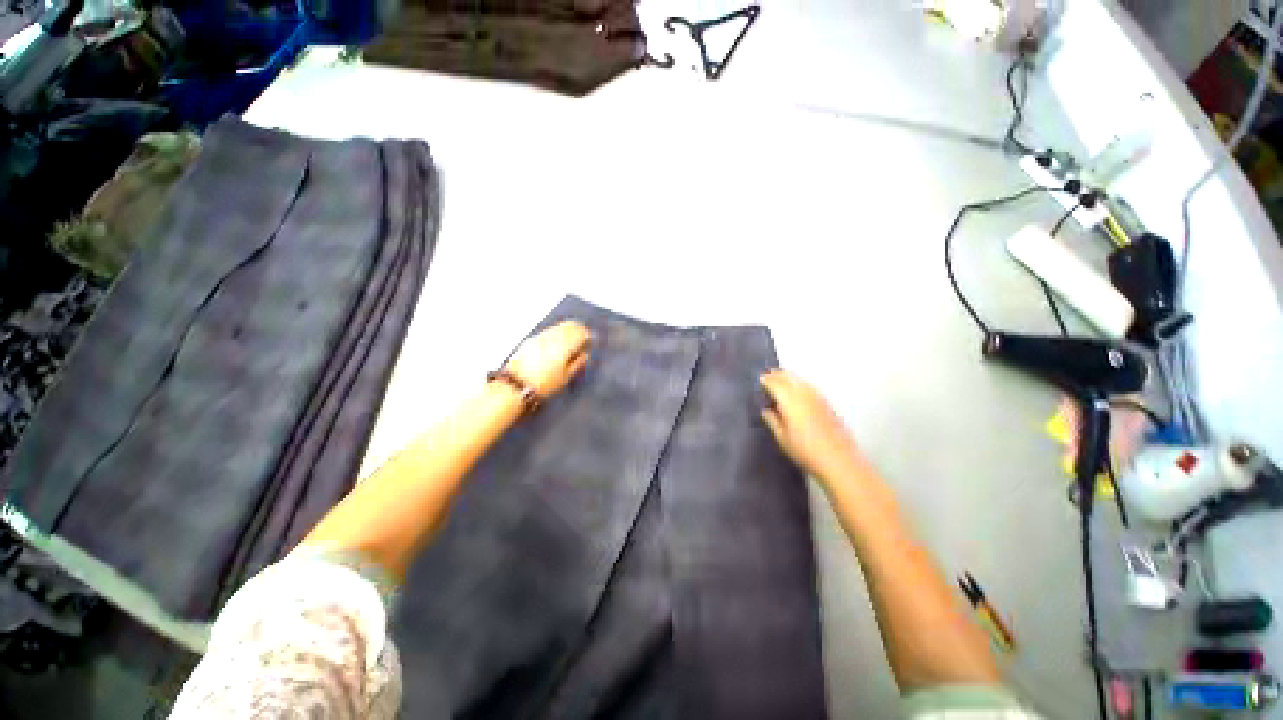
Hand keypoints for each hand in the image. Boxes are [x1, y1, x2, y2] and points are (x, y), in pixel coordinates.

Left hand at [505, 320, 591, 397]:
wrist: (516, 385)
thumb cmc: (544, 384)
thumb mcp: (566, 377)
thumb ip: (578, 363)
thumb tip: (584, 354)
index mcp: (565, 345)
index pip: (581, 332)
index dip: (588, 337)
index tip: (589, 343)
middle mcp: (553, 336)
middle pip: (570, 325)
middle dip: (578, 330)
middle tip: (582, 340)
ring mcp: (541, 336)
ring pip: (559, 326)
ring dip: (567, 331)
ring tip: (569, 344)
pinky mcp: (531, 339)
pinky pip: (549, 331)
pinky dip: (556, 334)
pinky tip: (555, 346)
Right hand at [760, 370, 863, 483]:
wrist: (839, 460)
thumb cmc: (805, 451)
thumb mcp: (782, 438)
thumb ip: (772, 420)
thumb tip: (766, 410)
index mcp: (790, 401)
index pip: (775, 383)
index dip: (766, 380)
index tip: (759, 379)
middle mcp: (804, 394)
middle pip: (789, 377)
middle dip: (777, 375)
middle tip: (767, 376)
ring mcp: (818, 397)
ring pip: (800, 380)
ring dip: (789, 377)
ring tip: (780, 379)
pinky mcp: (827, 403)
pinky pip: (809, 386)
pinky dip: (799, 383)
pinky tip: (797, 390)